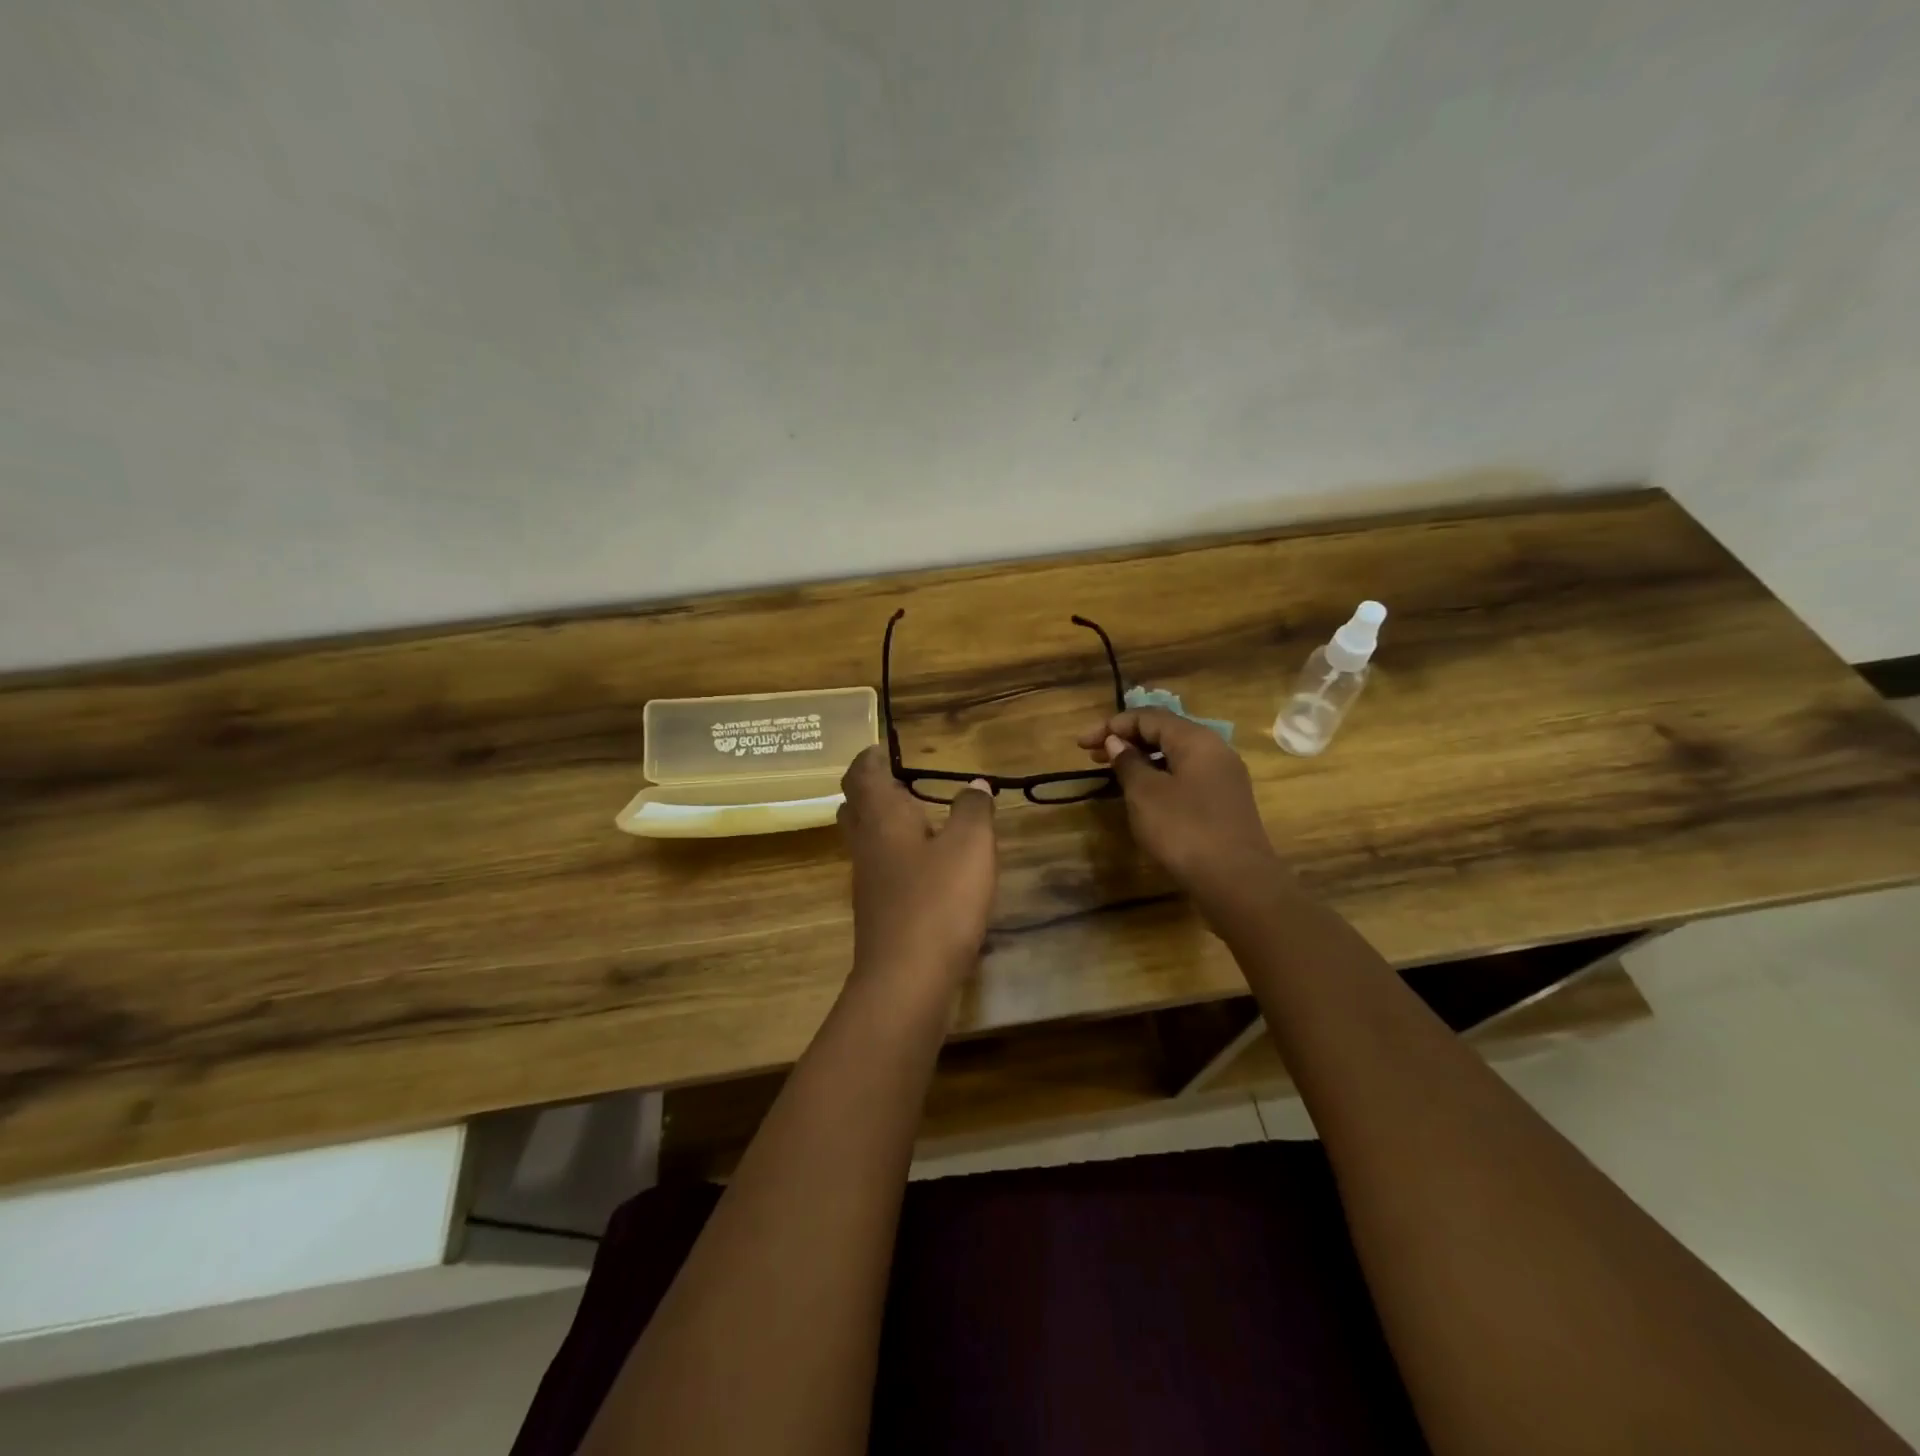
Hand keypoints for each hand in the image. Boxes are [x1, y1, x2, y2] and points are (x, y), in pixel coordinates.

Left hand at [837, 745, 997, 988]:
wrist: (906, 979)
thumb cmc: (938, 900)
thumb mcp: (970, 846)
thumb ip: (973, 810)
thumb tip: (974, 785)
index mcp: (881, 817)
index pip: (862, 773)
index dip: (871, 757)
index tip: (884, 747)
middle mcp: (866, 843)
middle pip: (855, 805)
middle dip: (872, 787)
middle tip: (901, 779)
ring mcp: (867, 879)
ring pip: (866, 838)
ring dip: (884, 822)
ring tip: (920, 815)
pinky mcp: (877, 909)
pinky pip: (880, 866)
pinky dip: (897, 853)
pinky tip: (926, 864)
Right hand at [1077, 708, 1281, 915]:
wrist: (1236, 881)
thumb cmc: (1184, 829)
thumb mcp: (1145, 793)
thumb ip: (1128, 762)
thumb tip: (1117, 742)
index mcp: (1196, 739)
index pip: (1148, 717)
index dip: (1112, 725)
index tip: (1082, 745)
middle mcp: (1214, 750)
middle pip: (1164, 732)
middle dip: (1126, 739)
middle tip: (1092, 756)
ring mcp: (1223, 777)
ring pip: (1175, 755)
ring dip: (1142, 759)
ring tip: (1113, 773)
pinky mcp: (1224, 802)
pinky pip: (1186, 776)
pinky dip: (1159, 776)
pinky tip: (1143, 795)